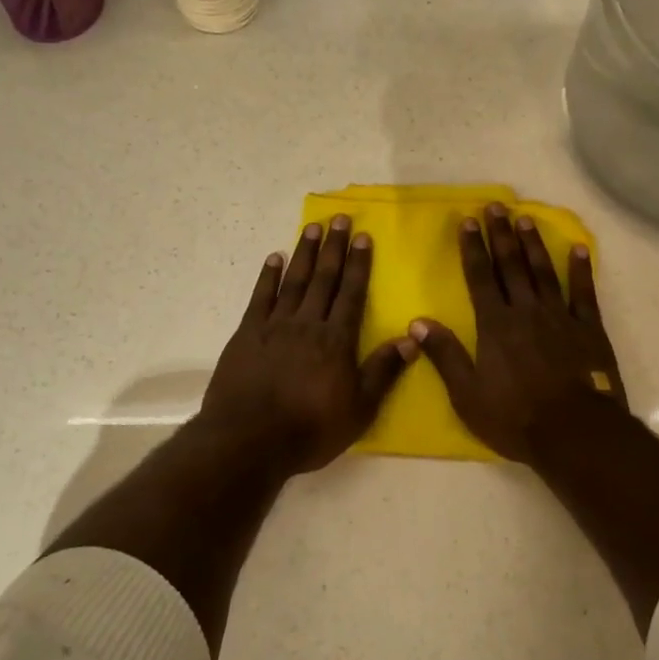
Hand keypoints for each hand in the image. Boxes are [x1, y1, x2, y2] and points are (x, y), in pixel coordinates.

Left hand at [199, 214, 415, 475]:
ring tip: (312, 228)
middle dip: (334, 248)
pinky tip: (273, 258)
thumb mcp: (359, 409)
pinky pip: (260, 298)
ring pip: (293, 281)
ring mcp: (274, 326)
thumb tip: (411, 337)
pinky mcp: (246, 334)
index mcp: (337, 340)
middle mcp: (308, 324)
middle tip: (339, 219)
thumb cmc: (310, 429)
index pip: (352, 293)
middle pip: (324, 279)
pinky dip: (268, 276)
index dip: (359, 264)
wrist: (250, 440)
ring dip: (304, 253)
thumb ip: (383, 371)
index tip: (364, 236)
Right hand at [410, 204, 628, 464]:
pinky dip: (580, 270)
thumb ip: (445, 355)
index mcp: (495, 325)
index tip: (468, 221)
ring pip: (543, 271)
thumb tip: (417, 322)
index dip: (472, 248)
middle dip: (501, 234)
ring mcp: (560, 317)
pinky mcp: (588, 329)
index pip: (480, 277)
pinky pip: (583, 293)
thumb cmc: (515, 417)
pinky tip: (578, 249)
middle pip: (511, 265)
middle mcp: (526, 311)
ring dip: (533, 244)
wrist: (574, 433)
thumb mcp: (468, 394)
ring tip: (525, 218)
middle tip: (496, 206)